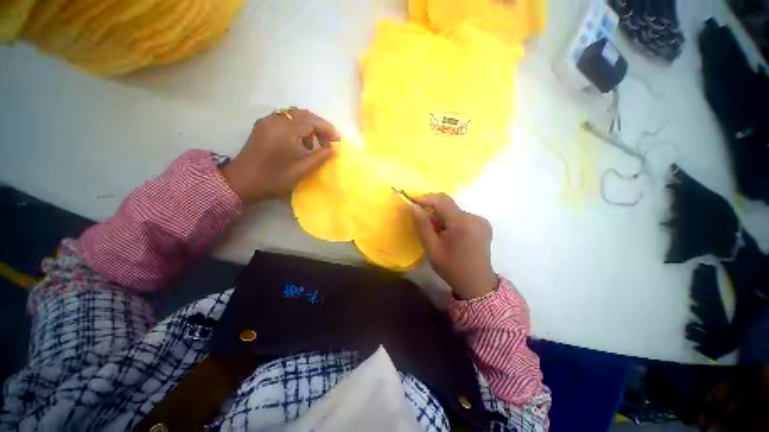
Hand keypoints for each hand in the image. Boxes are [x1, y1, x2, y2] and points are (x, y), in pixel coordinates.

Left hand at [221, 109, 340, 203]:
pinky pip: (284, 119)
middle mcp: (275, 121)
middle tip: (327, 142)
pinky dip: (296, 126)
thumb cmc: (273, 179)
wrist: (241, 182)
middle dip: (319, 126)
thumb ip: (319, 158)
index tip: (338, 140)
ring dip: (308, 126)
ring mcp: (267, 122)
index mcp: (286, 131)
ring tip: (313, 144)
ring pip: (293, 115)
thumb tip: (333, 149)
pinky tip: (298, 141)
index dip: (327, 129)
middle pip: (303, 114)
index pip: (312, 121)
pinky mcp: (262, 126)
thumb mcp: (301, 171)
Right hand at [410, 193, 497, 299]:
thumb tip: (412, 206)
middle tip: (421, 222)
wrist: (476, 285)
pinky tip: (448, 235)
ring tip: (436, 233)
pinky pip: (461, 217)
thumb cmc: (452, 268)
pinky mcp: (483, 225)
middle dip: (432, 210)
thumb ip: (422, 226)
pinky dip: (451, 221)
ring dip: (441, 217)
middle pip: (448, 206)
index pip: (442, 200)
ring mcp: (481, 221)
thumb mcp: (432, 249)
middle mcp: (475, 217)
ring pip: (454, 211)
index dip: (425, 198)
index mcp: (463, 223)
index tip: (411, 202)